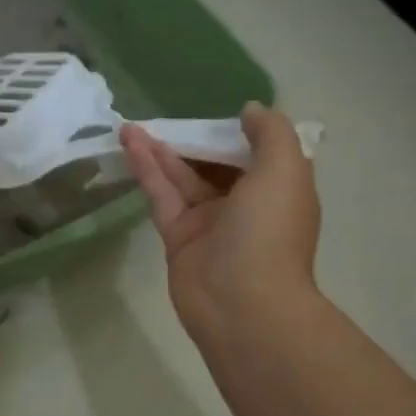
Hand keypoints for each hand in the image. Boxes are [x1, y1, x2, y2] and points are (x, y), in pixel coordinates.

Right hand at [121, 104, 320, 352]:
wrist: (243, 305)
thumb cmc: (270, 232)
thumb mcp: (285, 170)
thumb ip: (270, 133)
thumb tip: (250, 110)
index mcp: (277, 190)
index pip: (257, 153)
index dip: (236, 132)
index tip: (216, 112)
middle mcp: (245, 204)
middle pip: (214, 164)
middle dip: (192, 140)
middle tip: (164, 116)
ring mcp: (209, 222)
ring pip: (182, 178)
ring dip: (160, 150)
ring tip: (131, 125)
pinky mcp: (178, 237)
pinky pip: (162, 195)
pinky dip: (147, 169)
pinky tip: (130, 143)